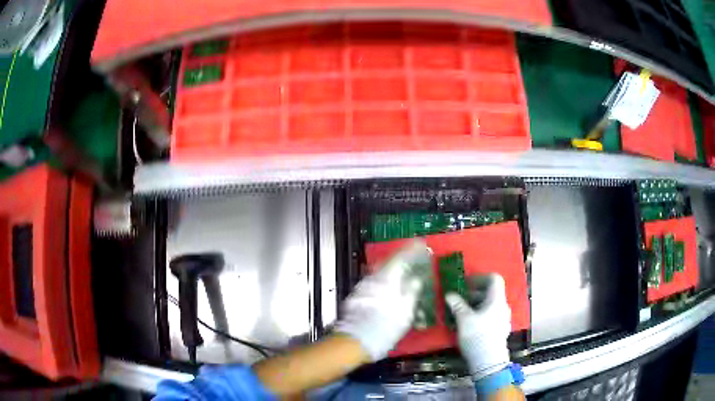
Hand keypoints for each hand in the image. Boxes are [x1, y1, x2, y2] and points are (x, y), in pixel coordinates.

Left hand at [334, 241, 429, 360]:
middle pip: (389, 264)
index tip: (421, 245)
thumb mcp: (406, 310)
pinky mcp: (358, 298)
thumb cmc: (385, 325)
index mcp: (386, 278)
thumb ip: (412, 291)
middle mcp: (373, 279)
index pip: (401, 257)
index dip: (412, 250)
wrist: (356, 340)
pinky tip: (391, 295)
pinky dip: (386, 286)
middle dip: (403, 262)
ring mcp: (363, 288)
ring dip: (394, 275)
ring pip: (382, 276)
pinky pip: (375, 286)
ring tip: (406, 280)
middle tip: (415, 262)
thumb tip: (416, 279)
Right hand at [446, 274, 511, 379]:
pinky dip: (480, 315)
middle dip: (474, 294)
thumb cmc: (477, 335)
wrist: (488, 361)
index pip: (494, 279)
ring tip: (460, 313)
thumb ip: (457, 305)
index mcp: (497, 300)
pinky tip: (468, 325)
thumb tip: (449, 294)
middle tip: (459, 300)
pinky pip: (490, 316)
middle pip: (491, 293)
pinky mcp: (500, 330)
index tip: (466, 284)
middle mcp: (503, 306)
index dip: (480, 278)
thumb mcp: (464, 319)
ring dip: (475, 305)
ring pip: (490, 306)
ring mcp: (503, 319)